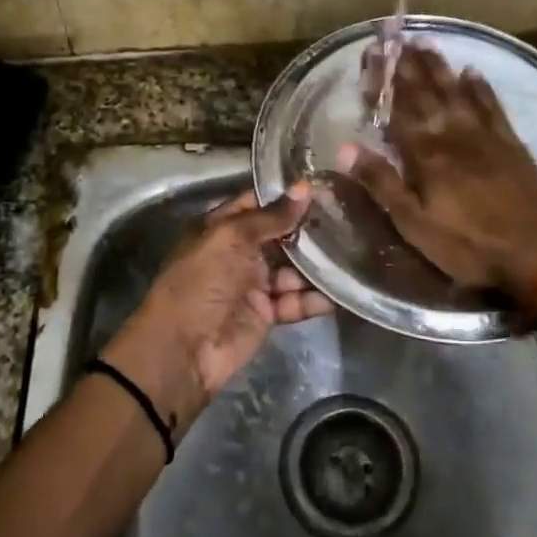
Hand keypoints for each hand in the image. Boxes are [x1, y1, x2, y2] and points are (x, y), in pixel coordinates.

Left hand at [101, 186, 326, 435]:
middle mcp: (239, 252)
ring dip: (318, 264)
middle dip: (310, 230)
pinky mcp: (267, 314)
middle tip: (350, 216)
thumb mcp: (231, 239)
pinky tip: (341, 292)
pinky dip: (315, 298)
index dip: (287, 196)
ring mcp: (254, 284)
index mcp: (222, 228)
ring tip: (353, 252)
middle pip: (280, 236)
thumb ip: (271, 217)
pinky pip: (296, 301)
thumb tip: (305, 187)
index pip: (258, 203)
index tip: (325, 186)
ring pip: (293, 269)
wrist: (183, 350)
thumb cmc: (200, 282)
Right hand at [343, 44, 536, 295]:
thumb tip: (345, 147)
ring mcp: (485, 136)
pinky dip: (480, 87)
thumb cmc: (470, 245)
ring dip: (439, 67)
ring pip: (456, 92)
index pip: (397, 109)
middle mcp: (453, 135)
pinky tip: (472, 71)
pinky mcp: (511, 144)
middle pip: (426, 94)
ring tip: (425, 42)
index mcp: (426, 154)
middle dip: (408, 66)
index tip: (371, 53)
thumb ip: (382, 183)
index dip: (383, 82)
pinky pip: (491, 106)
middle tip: (395, 38)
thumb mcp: (415, 225)